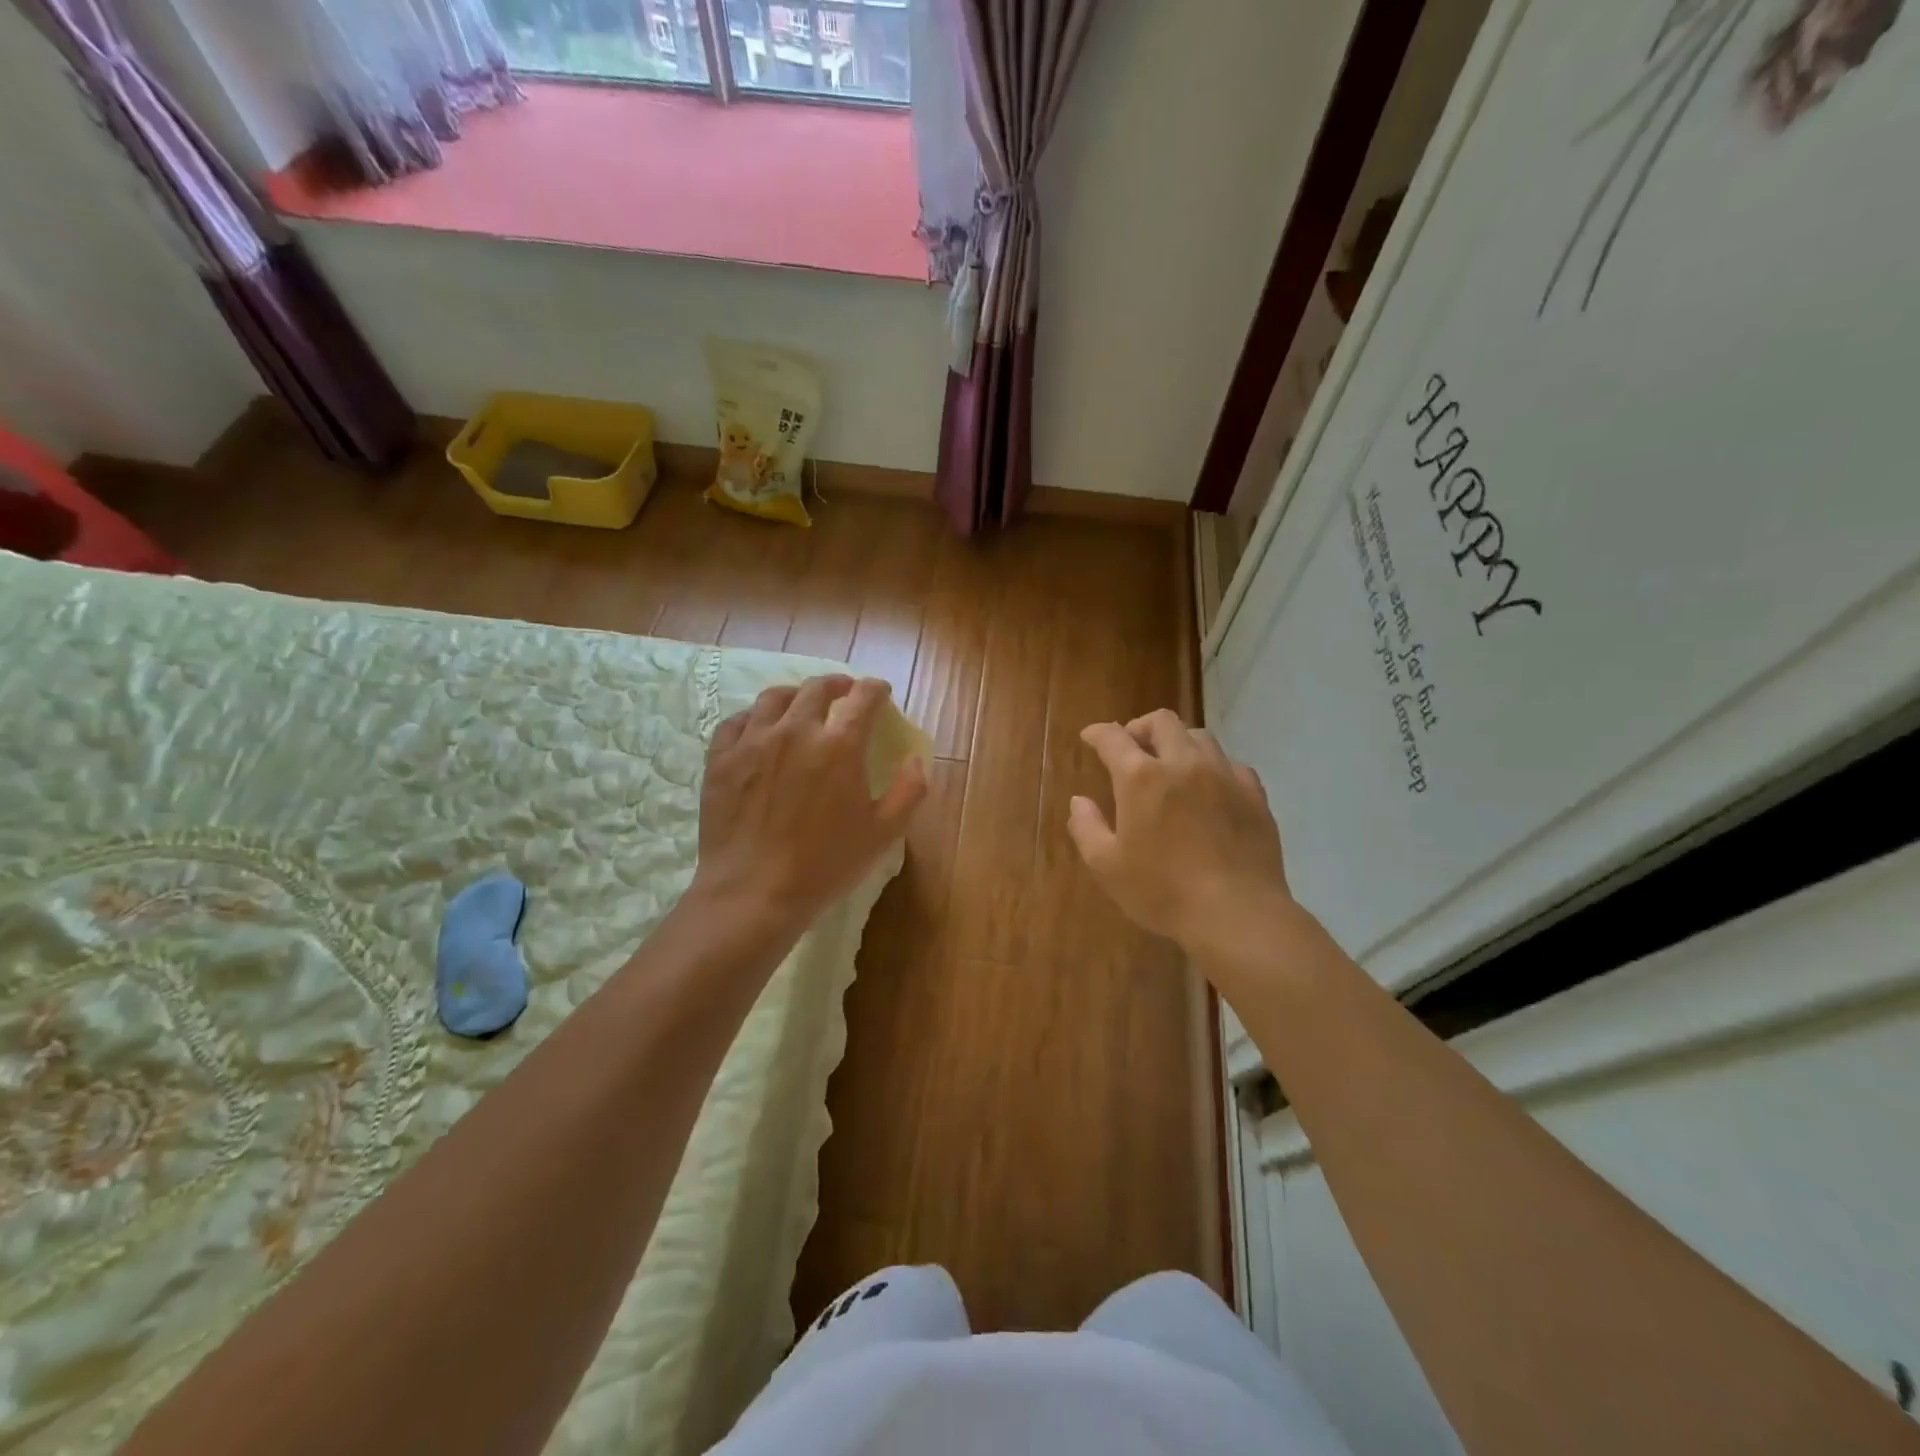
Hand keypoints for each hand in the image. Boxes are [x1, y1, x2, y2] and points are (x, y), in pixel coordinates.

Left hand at [691, 675, 926, 934]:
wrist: (753, 893)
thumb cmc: (825, 865)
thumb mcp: (883, 834)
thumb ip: (909, 790)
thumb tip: (915, 759)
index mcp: (839, 746)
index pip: (863, 698)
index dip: (876, 689)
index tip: (881, 692)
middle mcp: (795, 730)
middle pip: (817, 688)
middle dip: (837, 684)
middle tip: (845, 692)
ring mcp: (752, 741)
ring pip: (774, 697)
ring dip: (795, 694)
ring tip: (801, 704)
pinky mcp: (720, 759)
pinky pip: (735, 721)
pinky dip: (753, 717)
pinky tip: (758, 728)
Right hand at [1069, 710, 1303, 968]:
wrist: (1237, 913)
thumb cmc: (1163, 891)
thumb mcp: (1107, 866)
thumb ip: (1086, 827)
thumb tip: (1079, 801)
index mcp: (1141, 777)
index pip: (1113, 737)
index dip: (1097, 733)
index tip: (1090, 737)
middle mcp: (1183, 763)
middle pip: (1162, 721)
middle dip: (1141, 727)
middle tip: (1132, 748)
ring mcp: (1224, 775)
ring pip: (1200, 737)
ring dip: (1178, 743)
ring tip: (1172, 766)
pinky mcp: (1254, 794)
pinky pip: (1231, 764)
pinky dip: (1213, 767)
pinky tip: (1210, 788)